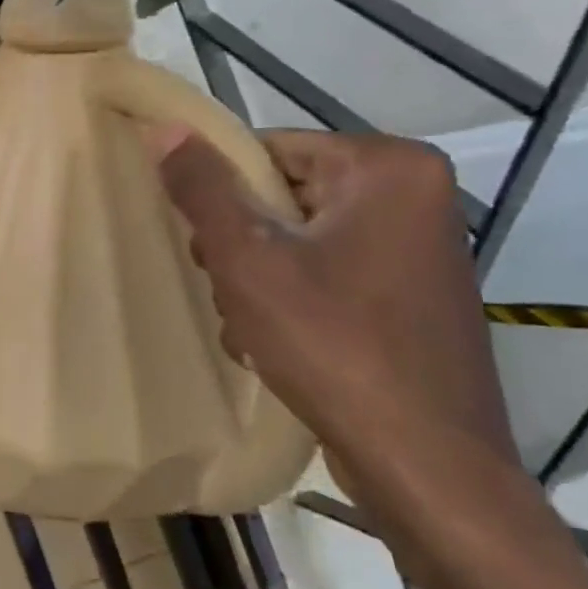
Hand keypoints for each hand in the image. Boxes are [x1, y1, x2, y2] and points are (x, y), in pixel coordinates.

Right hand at [151, 127, 514, 497]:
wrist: (423, 462)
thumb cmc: (333, 344)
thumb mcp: (249, 261)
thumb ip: (203, 189)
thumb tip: (164, 126)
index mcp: (389, 169)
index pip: (268, 150)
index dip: (223, 196)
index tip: (208, 247)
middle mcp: (414, 197)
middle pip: (282, 197)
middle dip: (240, 245)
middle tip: (231, 291)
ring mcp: (415, 250)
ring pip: (295, 240)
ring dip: (256, 280)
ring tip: (251, 326)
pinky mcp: (408, 296)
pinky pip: (324, 274)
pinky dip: (290, 302)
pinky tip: (276, 343)